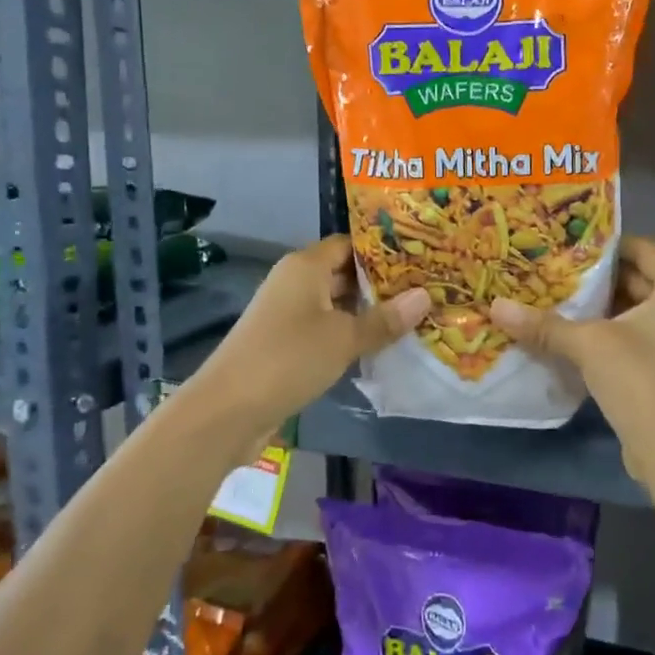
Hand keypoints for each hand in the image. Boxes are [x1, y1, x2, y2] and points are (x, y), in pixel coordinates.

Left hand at [181, 237, 427, 456]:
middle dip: (382, 283)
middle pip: (344, 273)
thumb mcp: (344, 338)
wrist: (227, 410)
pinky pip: (326, 329)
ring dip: (368, 312)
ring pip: (337, 304)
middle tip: (426, 289)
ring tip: (414, 316)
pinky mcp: (285, 343)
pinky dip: (351, 334)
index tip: (421, 258)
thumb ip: (384, 320)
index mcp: (305, 266)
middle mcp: (295, 282)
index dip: (383, 250)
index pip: (350, 244)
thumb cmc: (288, 358)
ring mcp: (288, 314)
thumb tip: (425, 296)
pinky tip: (380, 345)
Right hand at [490, 237, 654, 511]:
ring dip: (601, 310)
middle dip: (597, 280)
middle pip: (639, 280)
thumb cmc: (642, 382)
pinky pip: (640, 339)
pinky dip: (611, 336)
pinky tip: (575, 340)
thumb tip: (496, 306)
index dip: (604, 246)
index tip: (567, 247)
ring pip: (637, 313)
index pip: (642, 249)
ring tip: (557, 303)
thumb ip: (544, 325)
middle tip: (554, 273)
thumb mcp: (589, 346)